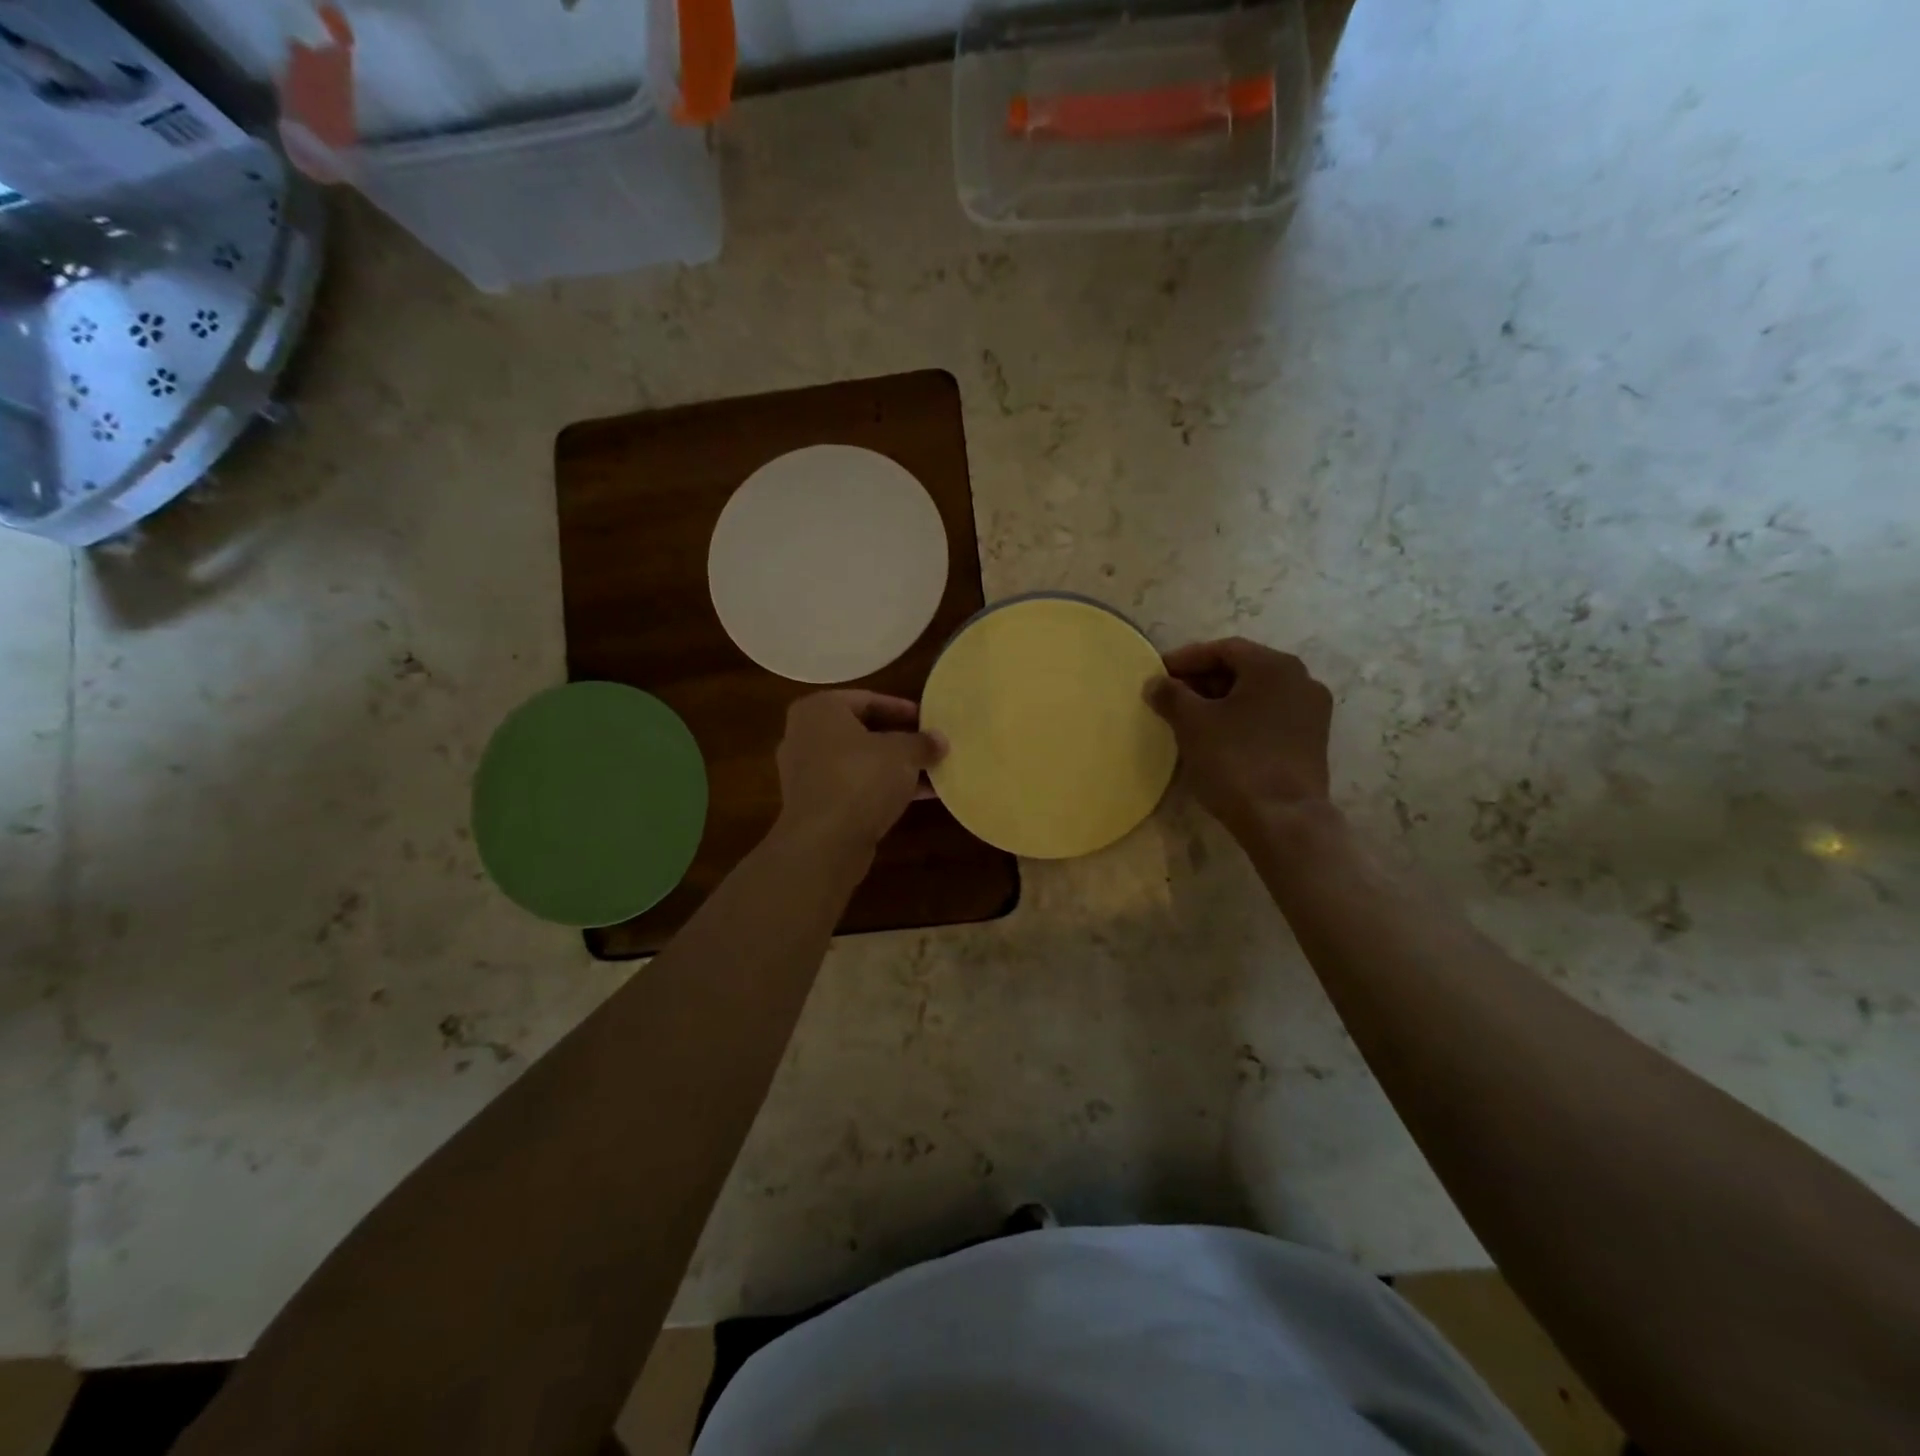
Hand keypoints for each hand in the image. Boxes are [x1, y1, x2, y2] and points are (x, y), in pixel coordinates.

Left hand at [774, 691, 946, 853]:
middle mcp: (806, 736)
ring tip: (933, 771)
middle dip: (900, 740)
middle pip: (862, 731)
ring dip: (895, 767)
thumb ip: (922, 742)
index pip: (868, 700)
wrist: (824, 842)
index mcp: (820, 710)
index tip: (930, 720)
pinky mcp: (815, 804)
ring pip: (860, 762)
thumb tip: (939, 740)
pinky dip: (882, 788)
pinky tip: (919, 796)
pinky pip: (854, 786)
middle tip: (931, 745)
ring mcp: (807, 772)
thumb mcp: (902, 753)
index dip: (903, 709)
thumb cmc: (860, 779)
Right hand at [1146, 638, 1333, 840]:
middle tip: (1170, 697)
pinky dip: (1241, 719)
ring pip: (1257, 694)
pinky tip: (1218, 738)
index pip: (1223, 649)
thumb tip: (1155, 683)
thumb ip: (1170, 695)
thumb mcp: (1192, 723)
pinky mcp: (1312, 741)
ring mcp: (1311, 712)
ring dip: (1221, 701)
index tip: (1158, 674)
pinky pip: (1269, 717)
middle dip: (1203, 680)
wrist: (1283, 820)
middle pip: (1243, 669)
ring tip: (1189, 719)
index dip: (1186, 659)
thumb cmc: (1235, 761)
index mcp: (1274, 666)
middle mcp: (1301, 680)